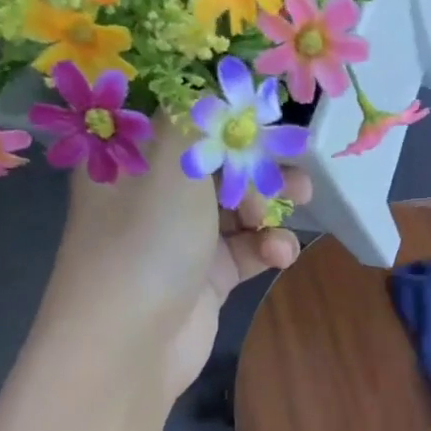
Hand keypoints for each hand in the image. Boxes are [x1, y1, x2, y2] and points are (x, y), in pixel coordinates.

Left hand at [45, 121, 307, 405]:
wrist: (130, 346)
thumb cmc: (146, 241)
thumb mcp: (172, 163)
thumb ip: (202, 118)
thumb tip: (222, 84)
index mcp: (132, 156)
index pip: (180, 115)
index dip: (223, 107)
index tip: (265, 105)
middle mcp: (154, 192)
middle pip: (218, 160)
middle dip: (260, 159)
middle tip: (295, 162)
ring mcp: (182, 236)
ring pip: (238, 204)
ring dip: (271, 204)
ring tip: (300, 204)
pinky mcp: (208, 275)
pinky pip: (247, 249)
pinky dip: (268, 247)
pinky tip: (281, 253)